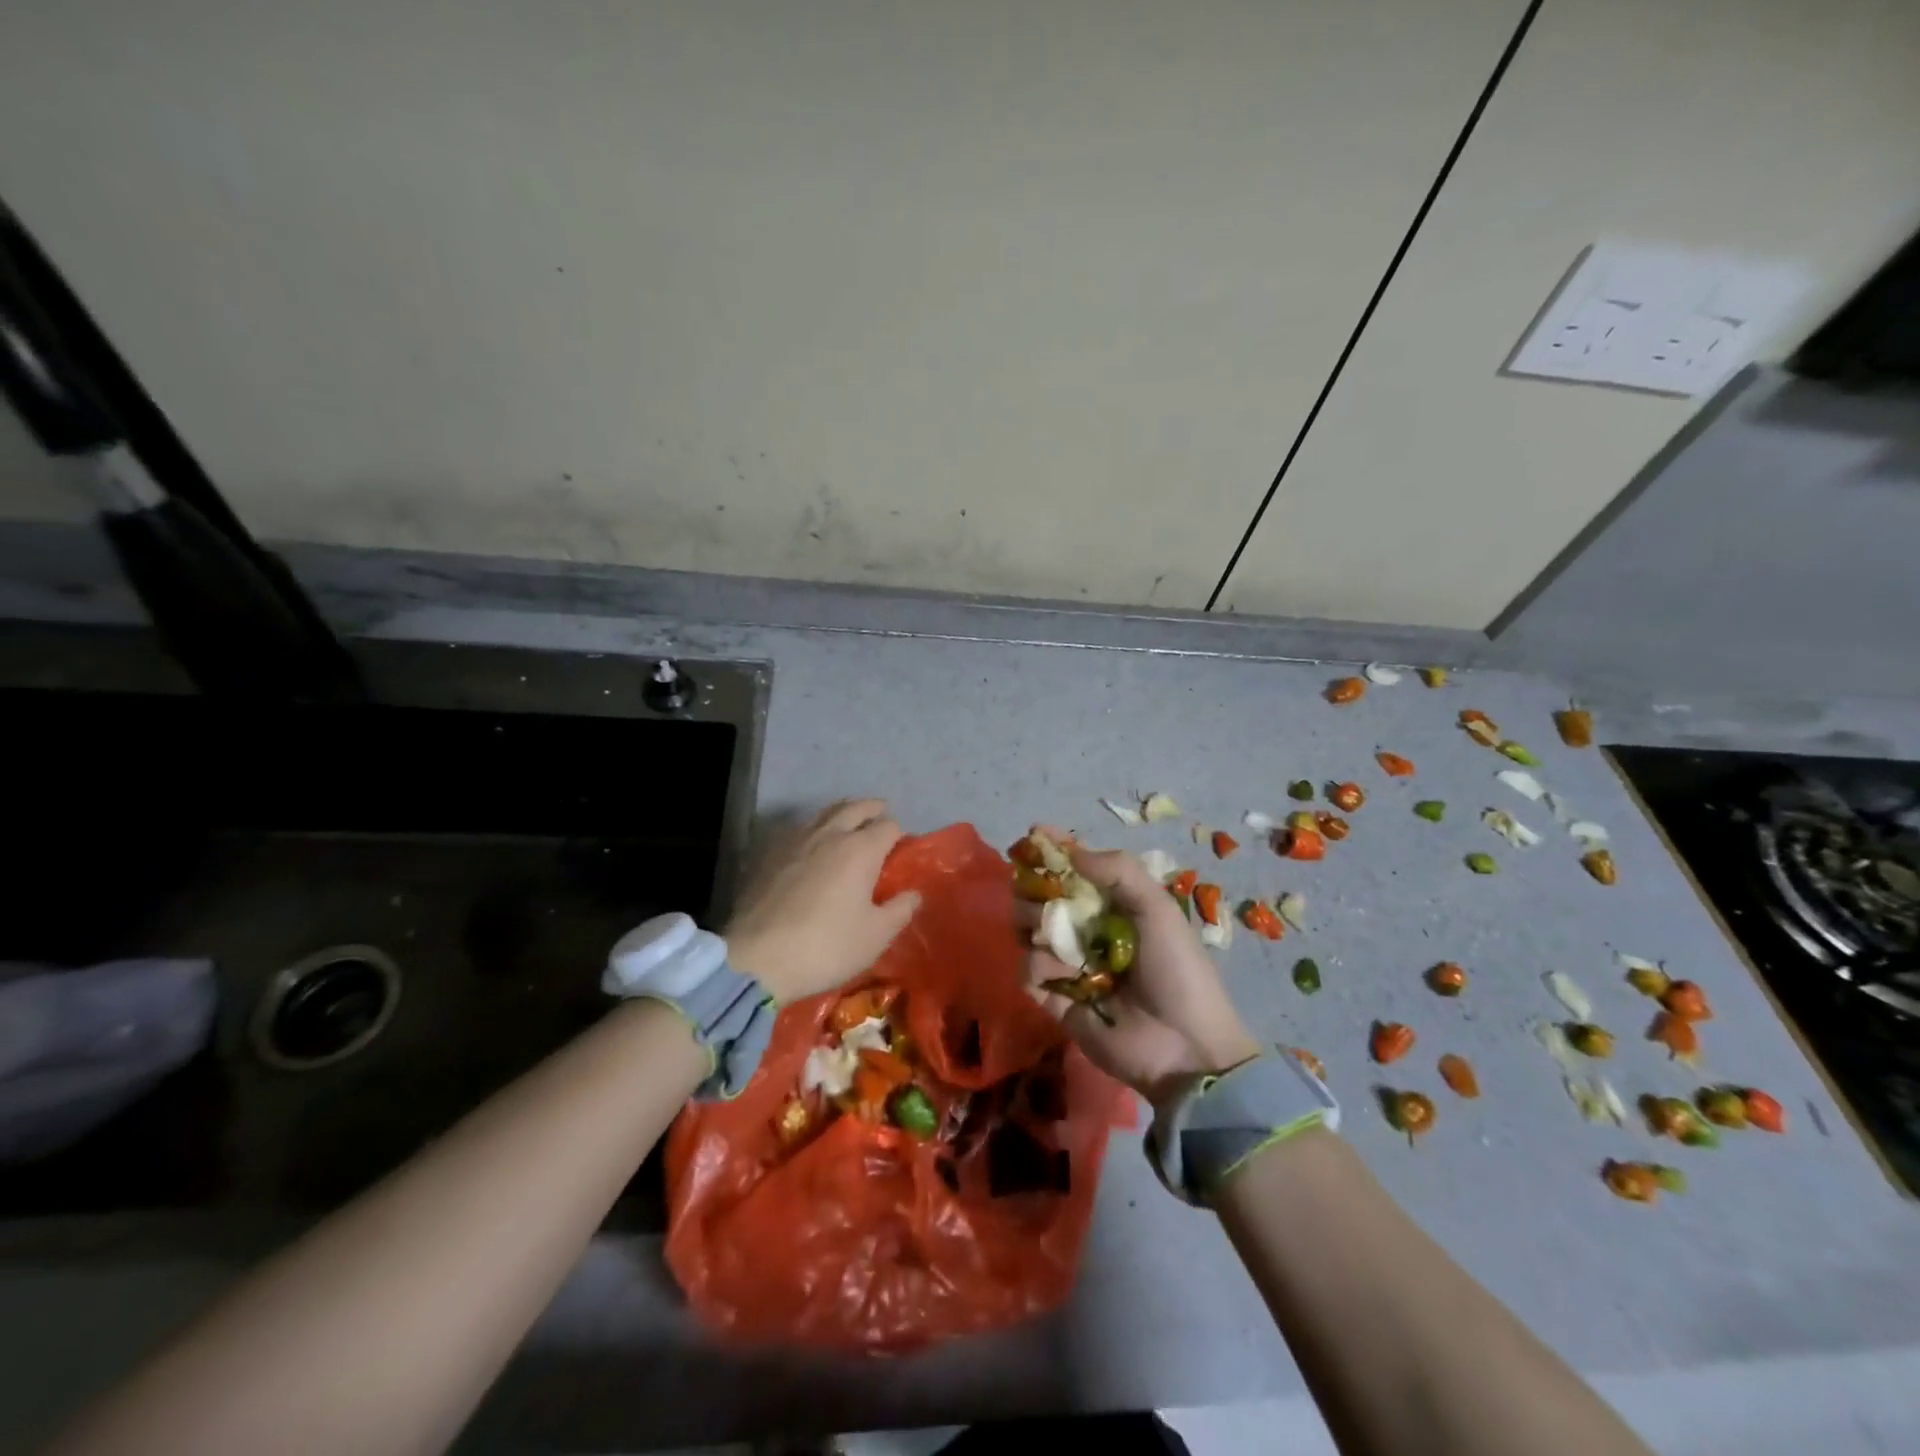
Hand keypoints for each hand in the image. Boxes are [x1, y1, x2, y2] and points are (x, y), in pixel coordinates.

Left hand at [724, 799, 921, 1002]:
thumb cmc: (826, 947)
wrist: (757, 959)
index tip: (900, 851)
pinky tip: (813, 846)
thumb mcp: (875, 936)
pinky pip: (799, 830)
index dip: (898, 836)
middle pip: (855, 808)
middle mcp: (829, 835)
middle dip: (871, 809)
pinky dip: (814, 830)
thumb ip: (900, 910)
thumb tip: (913, 894)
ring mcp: (795, 841)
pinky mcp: (769, 854)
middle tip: (880, 814)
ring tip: (848, 823)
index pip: (888, 827)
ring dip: (842, 813)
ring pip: (824, 813)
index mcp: (861, 850)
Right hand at [1023, 834, 1260, 1101]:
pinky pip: (1028, 972)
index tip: (1034, 835)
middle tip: (1039, 893)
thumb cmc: (1177, 970)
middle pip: (1043, 898)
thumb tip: (1071, 850)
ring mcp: (1070, 966)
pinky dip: (1036, 966)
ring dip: (1033, 925)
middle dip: (1034, 888)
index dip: (1055, 851)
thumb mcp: (1157, 909)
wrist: (1185, 1047)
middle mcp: (1087, 931)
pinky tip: (1059, 973)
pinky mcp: (1056, 1000)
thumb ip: (1119, 871)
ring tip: (1047, 932)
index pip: (1076, 870)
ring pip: (1029, 932)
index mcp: (1115, 907)